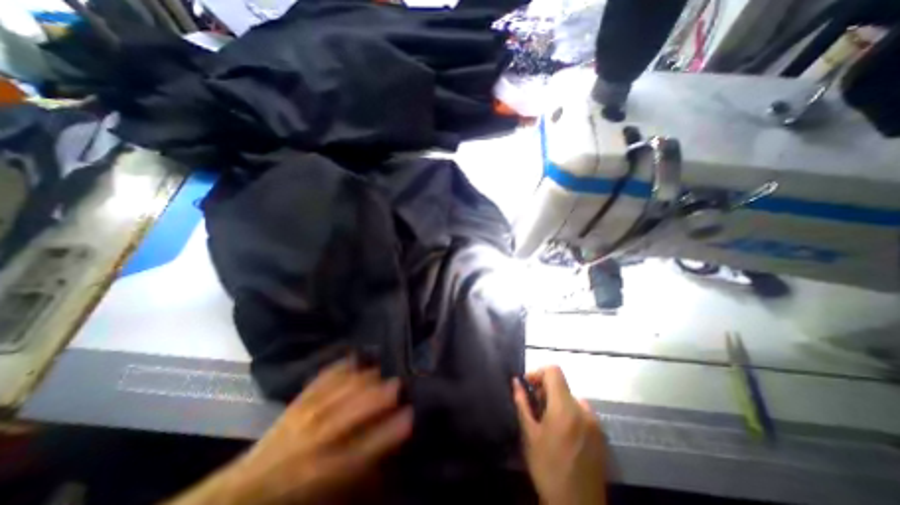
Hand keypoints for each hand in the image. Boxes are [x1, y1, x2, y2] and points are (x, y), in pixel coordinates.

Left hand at [166, 358, 411, 504]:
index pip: (365, 447)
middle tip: (398, 384)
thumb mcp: (329, 495)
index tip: (410, 416)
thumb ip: (360, 474)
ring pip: (340, 390)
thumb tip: (388, 453)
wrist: (243, 491)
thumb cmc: (292, 497)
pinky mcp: (296, 402)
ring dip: (363, 378)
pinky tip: (352, 359)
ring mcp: (304, 416)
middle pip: (353, 411)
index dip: (390, 431)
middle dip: (379, 396)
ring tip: (378, 370)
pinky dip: (339, 367)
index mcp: (324, 471)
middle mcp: (316, 440)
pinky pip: (322, 379)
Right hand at [514, 367, 602, 504]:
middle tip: (534, 407)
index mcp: (565, 408)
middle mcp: (584, 410)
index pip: (554, 371)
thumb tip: (516, 382)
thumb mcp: (529, 435)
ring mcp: (595, 423)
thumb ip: (522, 403)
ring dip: (557, 402)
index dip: (538, 373)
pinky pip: (582, 412)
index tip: (528, 385)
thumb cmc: (548, 469)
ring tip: (547, 421)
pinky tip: (562, 433)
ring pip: (571, 398)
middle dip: (545, 390)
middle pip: (562, 385)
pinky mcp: (601, 435)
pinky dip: (569, 413)